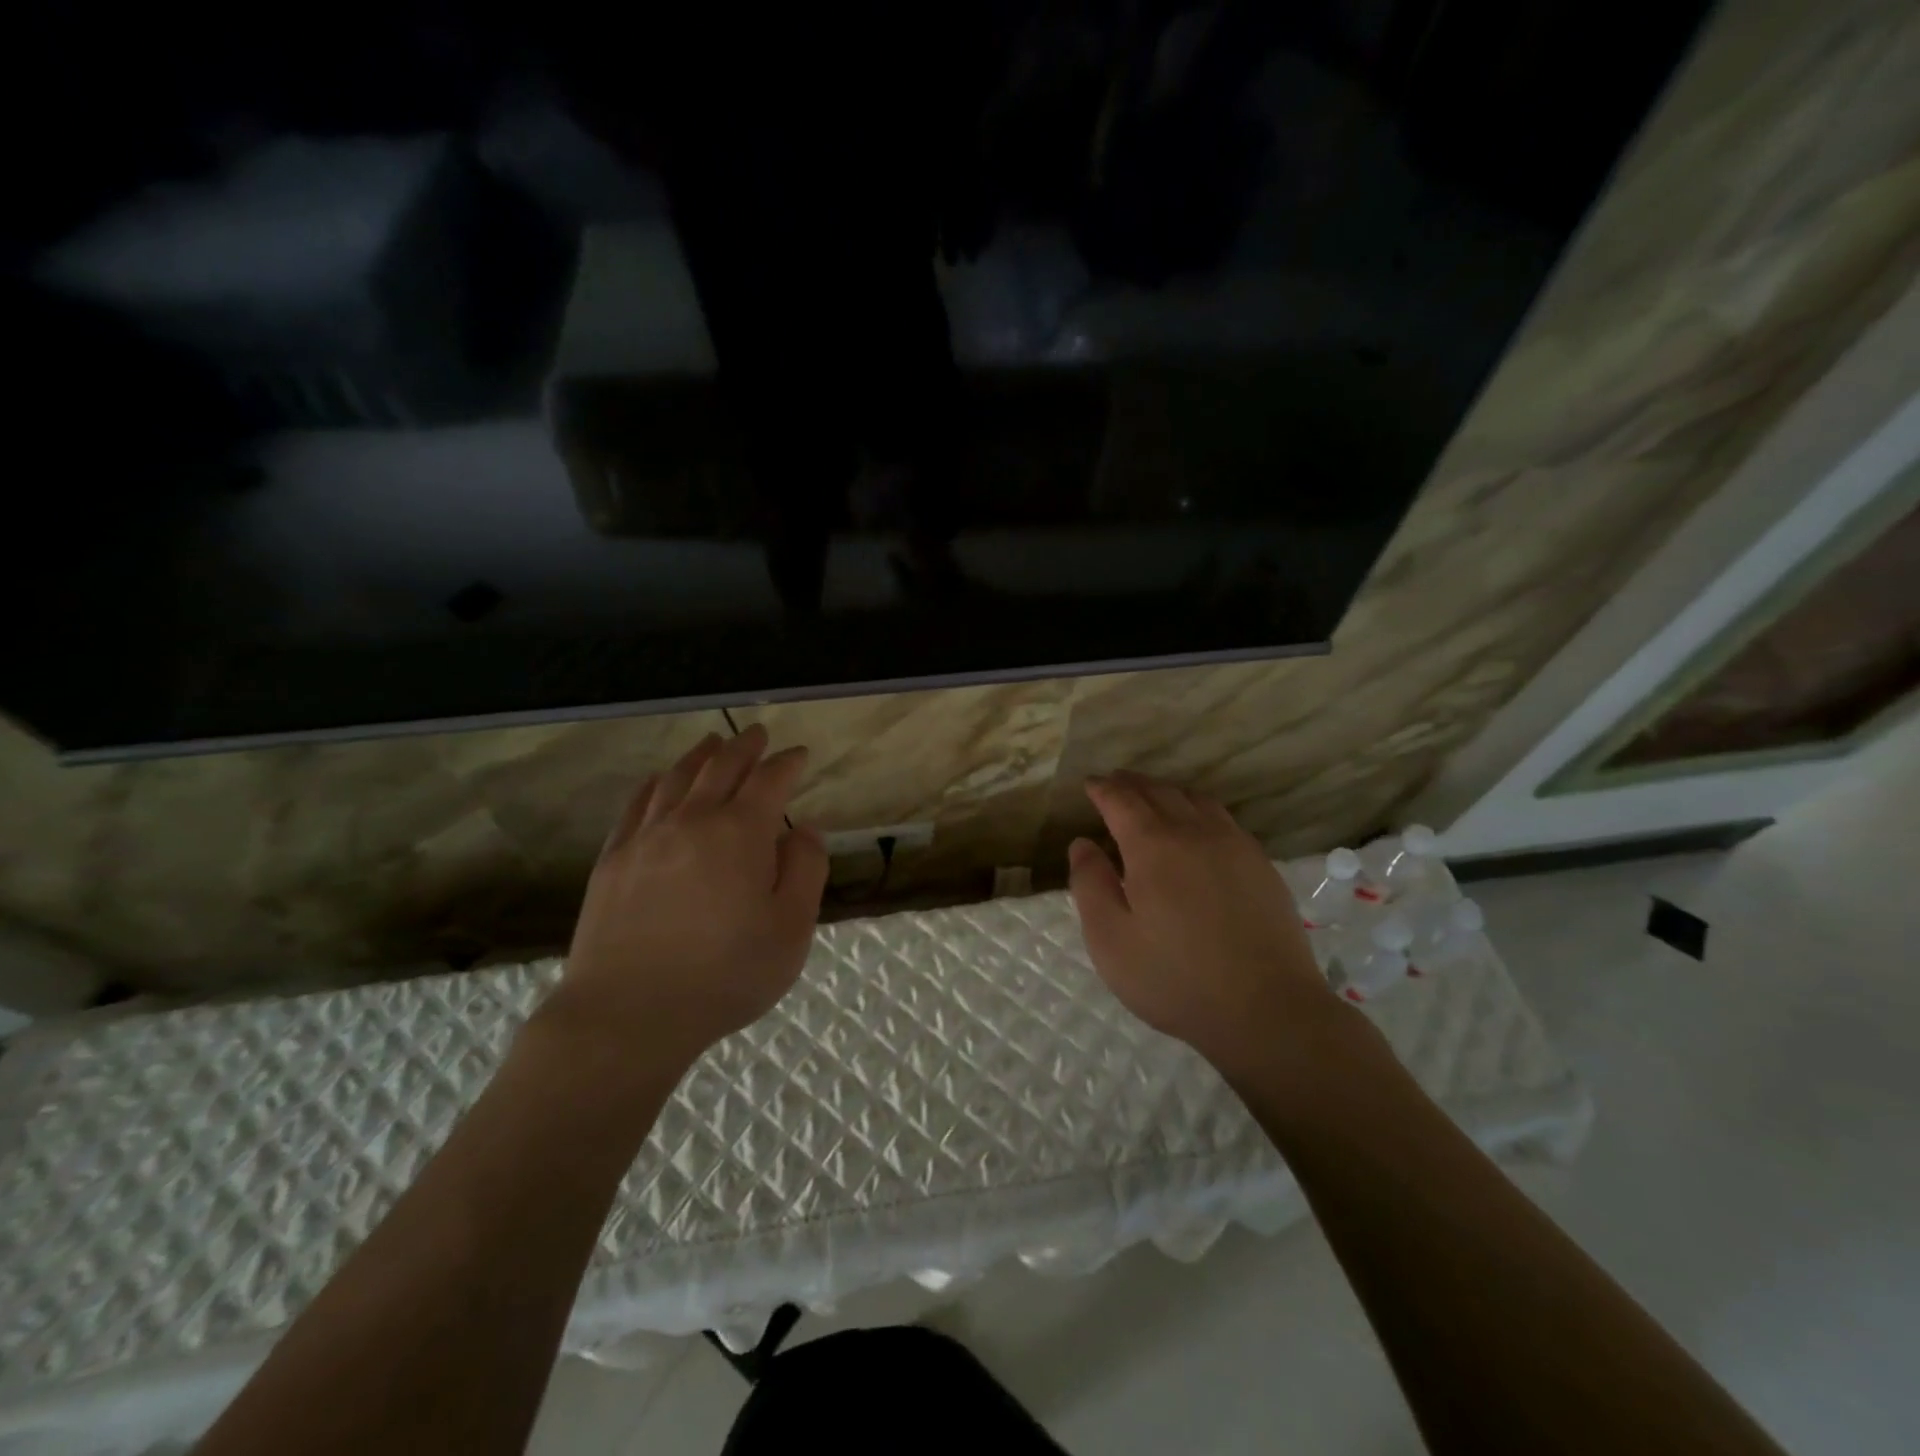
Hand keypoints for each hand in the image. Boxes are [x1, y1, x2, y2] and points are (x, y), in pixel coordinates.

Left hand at [547, 726, 829, 1072]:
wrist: (629, 1014)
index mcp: (741, 833)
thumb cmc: (725, 974)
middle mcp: (692, 820)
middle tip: (758, 733)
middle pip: (721, 767)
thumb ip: (806, 870)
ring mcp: (646, 837)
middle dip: (744, 747)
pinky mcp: (613, 859)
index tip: (800, 755)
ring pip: (677, 779)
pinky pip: (637, 805)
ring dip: (700, 756)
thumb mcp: (791, 929)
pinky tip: (659, 780)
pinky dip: (655, 784)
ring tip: (713, 743)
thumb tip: (804, 829)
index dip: (788, 763)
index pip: (769, 781)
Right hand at [1068, 771, 1341, 1082]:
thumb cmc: (1175, 978)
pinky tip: (1197, 826)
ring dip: (1167, 791)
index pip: (1122, 800)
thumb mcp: (1110, 940)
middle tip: (1115, 782)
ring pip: (1195, 799)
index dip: (1103, 789)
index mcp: (1153, 847)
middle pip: (1159, 792)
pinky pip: (1223, 818)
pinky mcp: (1260, 864)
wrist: (1266, 1009)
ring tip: (1152, 797)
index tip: (1090, 784)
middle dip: (1132, 783)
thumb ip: (1090, 885)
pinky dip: (1199, 808)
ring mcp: (1233, 845)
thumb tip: (1082, 843)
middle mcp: (1195, 832)